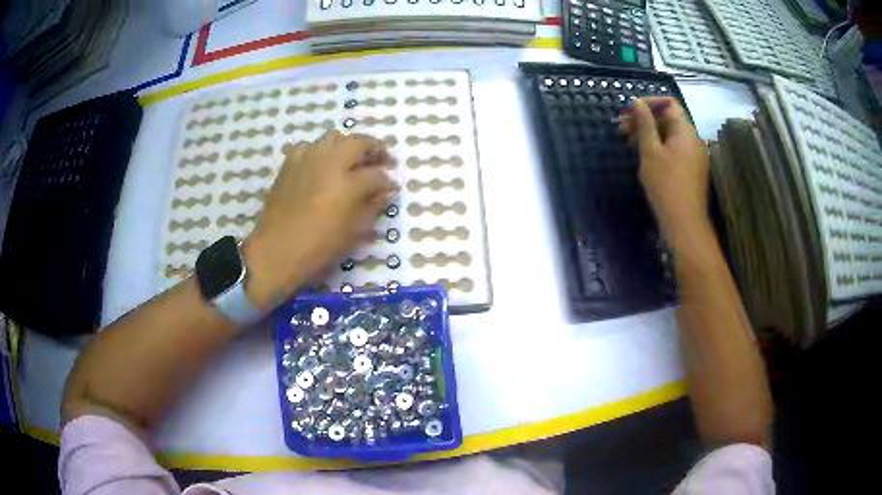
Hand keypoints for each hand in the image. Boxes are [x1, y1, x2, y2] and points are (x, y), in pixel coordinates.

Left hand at [242, 130, 396, 308]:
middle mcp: (329, 163)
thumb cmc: (319, 247)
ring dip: (347, 145)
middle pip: (358, 143)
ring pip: (333, 137)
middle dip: (374, 149)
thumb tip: (385, 192)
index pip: (377, 175)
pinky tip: (321, 164)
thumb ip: (372, 207)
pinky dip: (319, 151)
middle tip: (381, 160)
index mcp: (348, 184)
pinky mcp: (290, 163)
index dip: (388, 181)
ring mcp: (308, 159)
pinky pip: (309, 146)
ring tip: (351, 159)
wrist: (277, 249)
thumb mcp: (353, 232)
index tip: (392, 187)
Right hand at [618, 97, 710, 241]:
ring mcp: (694, 156)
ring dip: (650, 134)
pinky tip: (644, 157)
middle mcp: (694, 139)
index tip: (628, 112)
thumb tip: (637, 103)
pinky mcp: (692, 169)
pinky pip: (675, 149)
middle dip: (645, 119)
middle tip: (621, 128)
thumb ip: (644, 124)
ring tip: (628, 143)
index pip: (668, 103)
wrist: (684, 224)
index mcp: (686, 131)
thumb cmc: (666, 185)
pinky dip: (659, 147)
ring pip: (670, 135)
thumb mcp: (650, 151)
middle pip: (669, 119)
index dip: (648, 103)